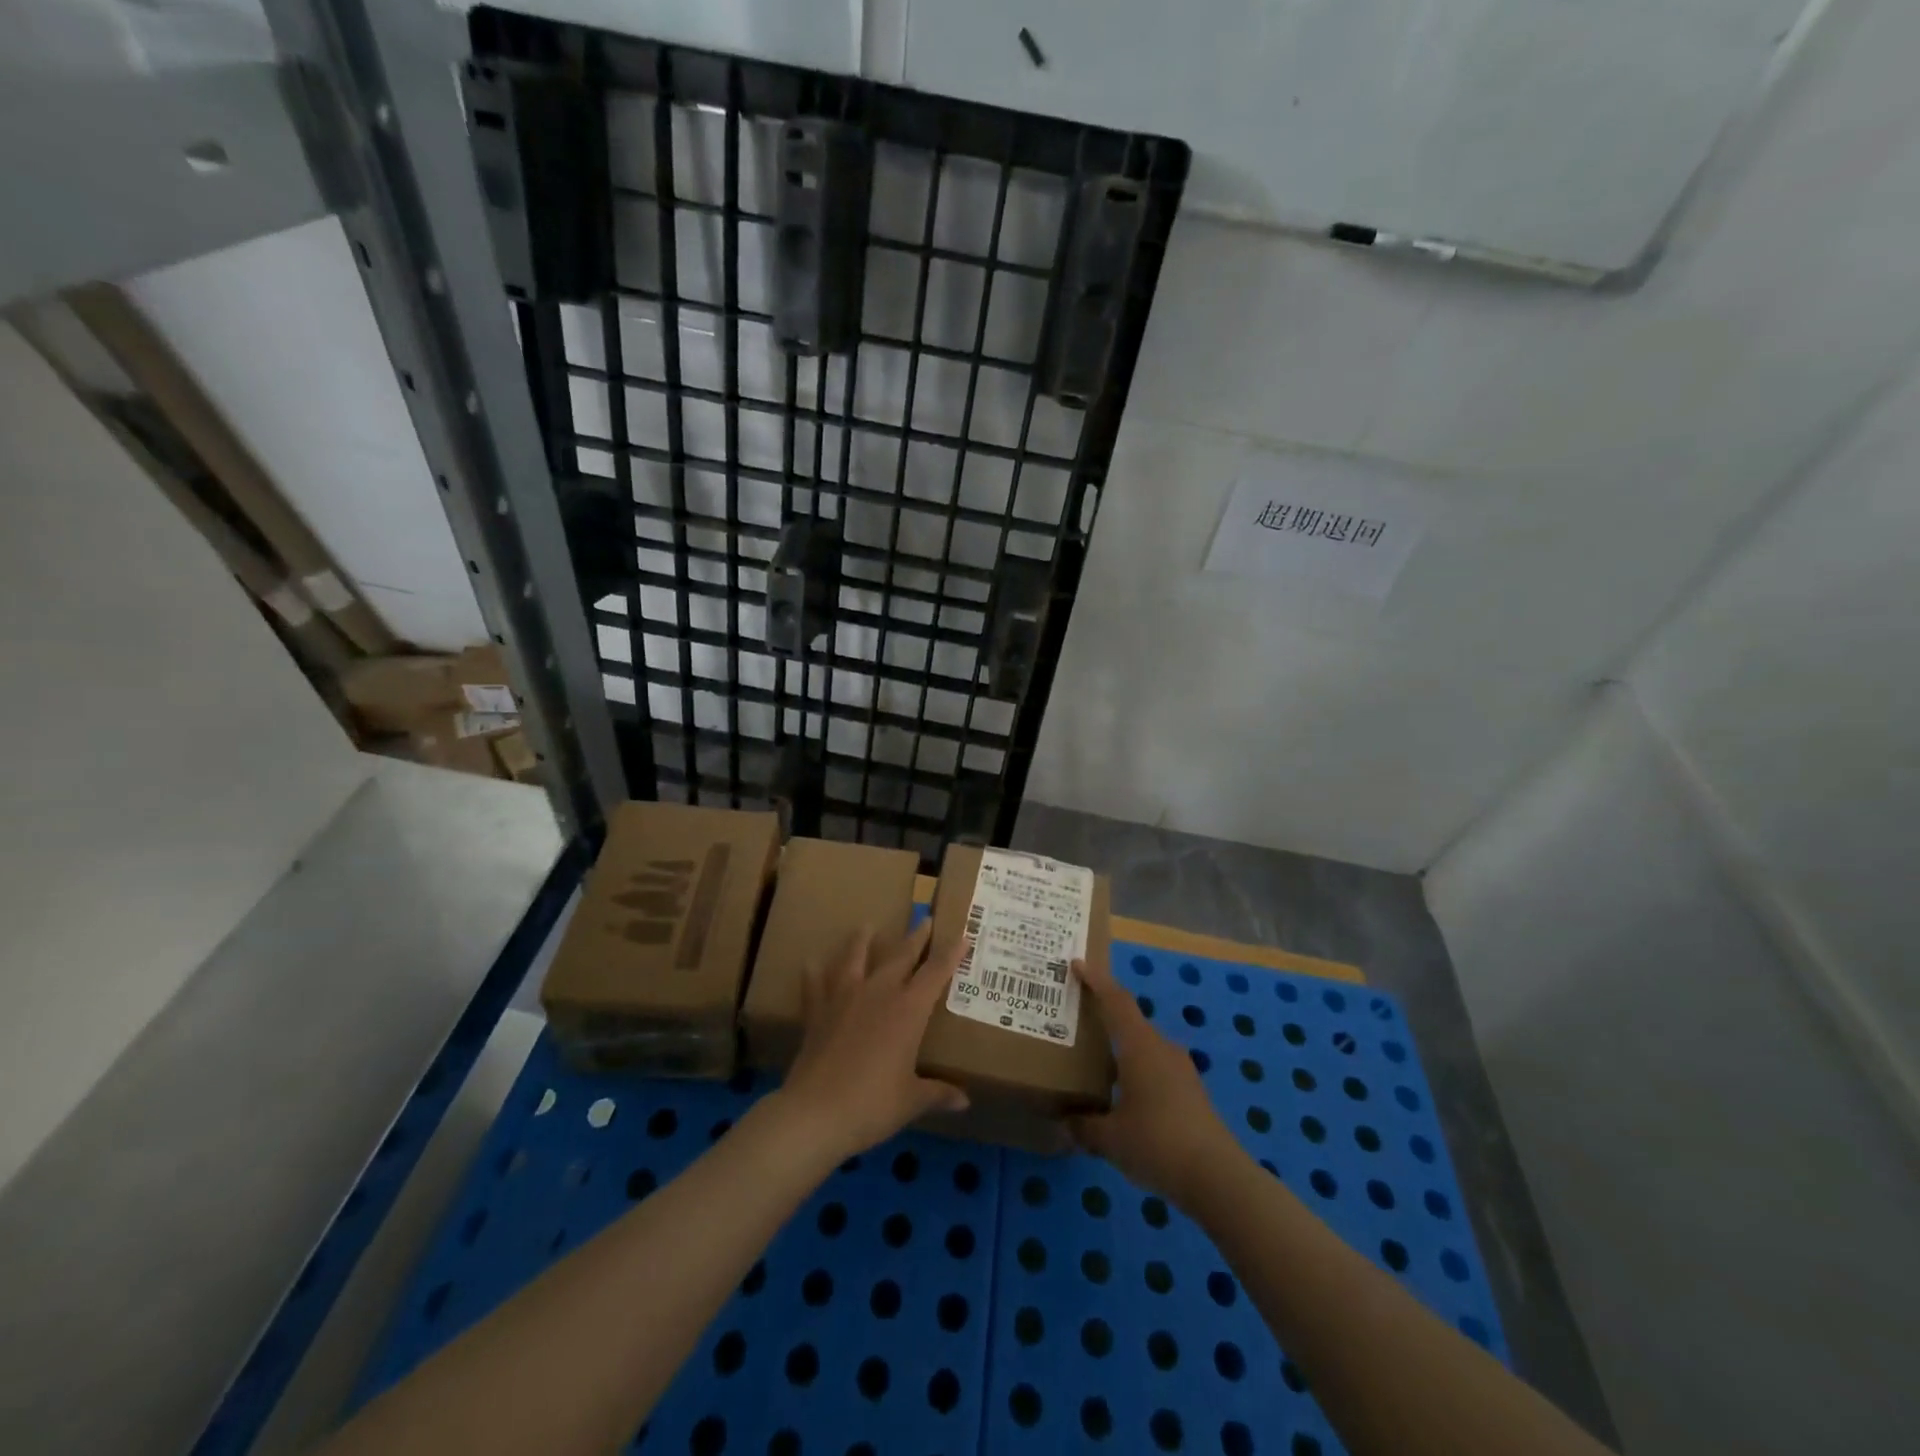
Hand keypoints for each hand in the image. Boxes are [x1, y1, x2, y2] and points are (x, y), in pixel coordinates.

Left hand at [773, 920, 967, 1164]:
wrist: (815, 1113)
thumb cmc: (872, 1105)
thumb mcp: (911, 1101)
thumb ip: (938, 1093)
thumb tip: (964, 1102)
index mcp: (908, 1010)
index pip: (935, 973)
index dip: (950, 954)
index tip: (962, 935)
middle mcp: (878, 994)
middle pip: (900, 956)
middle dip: (915, 937)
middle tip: (923, 919)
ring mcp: (844, 998)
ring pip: (856, 959)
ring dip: (862, 941)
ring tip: (866, 926)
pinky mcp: (817, 1012)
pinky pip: (815, 985)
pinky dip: (814, 972)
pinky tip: (811, 962)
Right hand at [1067, 955, 1243, 1204]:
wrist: (1218, 1178)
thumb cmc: (1157, 1144)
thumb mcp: (1109, 1139)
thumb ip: (1084, 1126)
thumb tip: (1067, 1120)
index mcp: (1140, 1046)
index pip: (1116, 1000)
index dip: (1096, 980)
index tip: (1077, 964)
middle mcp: (1162, 1048)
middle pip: (1129, 1020)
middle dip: (1104, 1015)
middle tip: (1077, 1017)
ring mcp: (1181, 1070)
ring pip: (1143, 1046)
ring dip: (1121, 1047)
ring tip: (1095, 1060)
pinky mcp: (1191, 1093)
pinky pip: (1155, 1067)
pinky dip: (1135, 1069)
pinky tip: (1123, 1095)